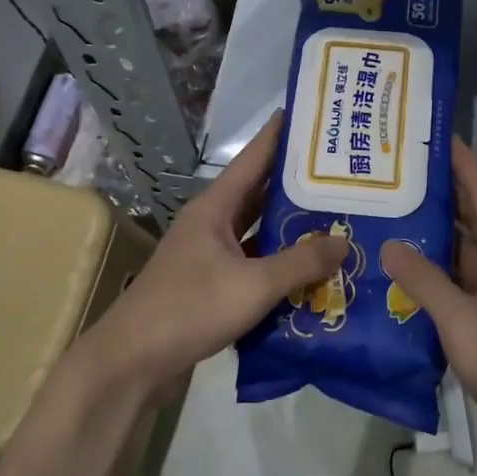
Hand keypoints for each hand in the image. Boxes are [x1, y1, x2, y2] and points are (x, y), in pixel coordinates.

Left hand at [77, 115, 347, 392]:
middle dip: (296, 182)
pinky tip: (308, 269)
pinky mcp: (211, 284)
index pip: (253, 158)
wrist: (133, 362)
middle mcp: (211, 223)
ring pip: (257, 230)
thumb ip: (300, 263)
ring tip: (334, 216)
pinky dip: (278, 262)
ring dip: (289, 226)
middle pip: (259, 192)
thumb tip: (343, 242)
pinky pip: (253, 262)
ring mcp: (209, 255)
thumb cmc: (190, 308)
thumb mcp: (253, 285)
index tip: (308, 114)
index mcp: (215, 208)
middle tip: (339, 171)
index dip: (280, 135)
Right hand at [382, 137, 476, 472]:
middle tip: (398, 178)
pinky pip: (459, 289)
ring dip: (432, 243)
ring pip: (462, 258)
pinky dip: (434, 280)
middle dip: (440, 199)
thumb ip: (425, 281)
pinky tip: (402, 278)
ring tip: (390, 220)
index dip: (464, 165)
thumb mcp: (462, 320)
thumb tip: (391, 244)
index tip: (440, 136)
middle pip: (472, 224)